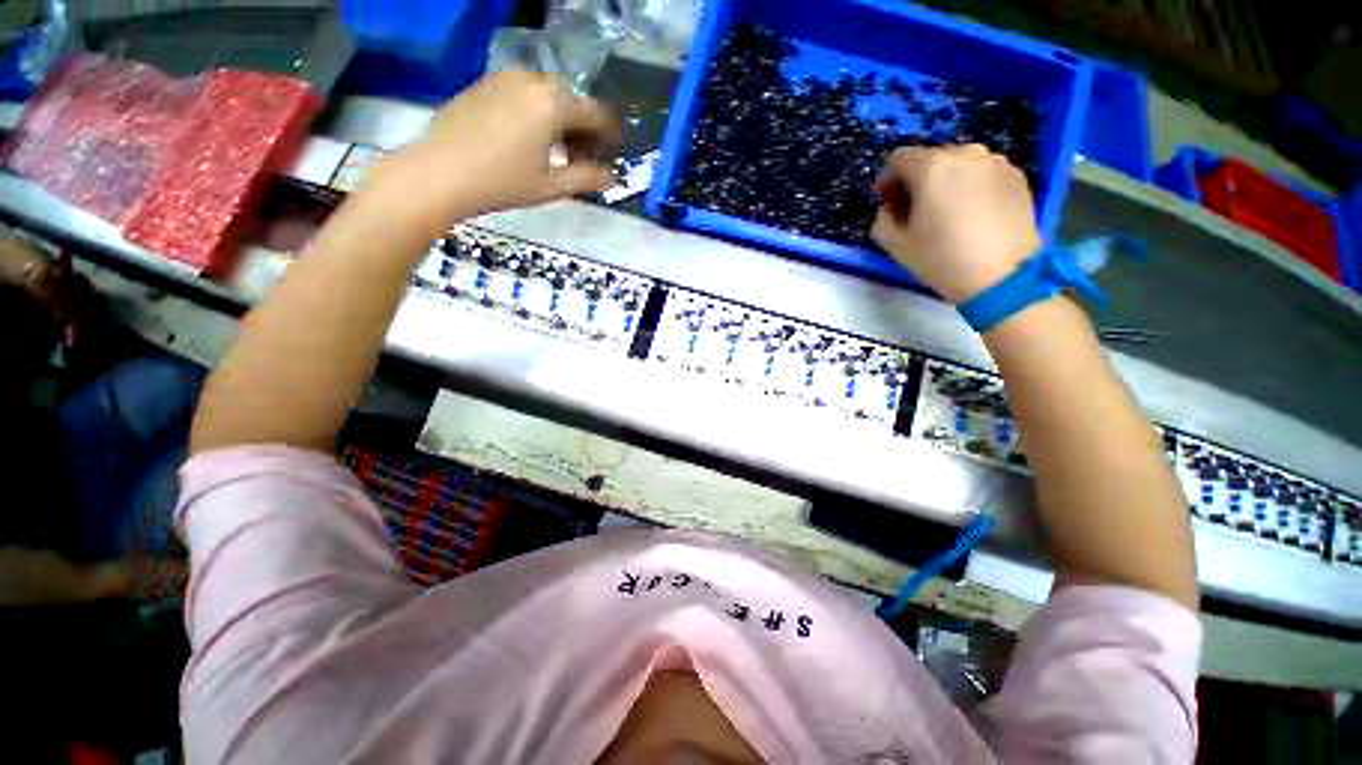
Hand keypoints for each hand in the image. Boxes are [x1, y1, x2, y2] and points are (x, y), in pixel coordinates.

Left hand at [366, 70, 621, 235]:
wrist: (438, 173)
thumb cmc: (501, 183)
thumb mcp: (551, 187)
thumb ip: (587, 179)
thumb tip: (612, 178)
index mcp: (553, 104)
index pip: (596, 113)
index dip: (610, 134)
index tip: (614, 151)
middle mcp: (532, 81)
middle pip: (572, 100)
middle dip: (584, 128)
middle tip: (582, 158)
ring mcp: (505, 78)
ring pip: (548, 94)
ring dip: (561, 119)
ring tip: (556, 152)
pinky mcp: (486, 83)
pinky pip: (524, 92)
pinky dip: (537, 112)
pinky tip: (530, 140)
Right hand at [872, 145, 1041, 303]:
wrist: (1003, 277)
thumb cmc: (942, 259)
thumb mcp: (896, 245)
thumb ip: (882, 220)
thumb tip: (888, 210)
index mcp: (932, 167)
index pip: (898, 158)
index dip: (885, 179)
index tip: (885, 202)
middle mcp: (966, 153)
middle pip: (930, 159)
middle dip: (915, 181)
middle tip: (913, 210)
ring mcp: (996, 162)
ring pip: (958, 165)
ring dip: (944, 183)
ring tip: (944, 213)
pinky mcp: (1017, 175)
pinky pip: (982, 174)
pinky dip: (970, 187)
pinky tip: (970, 215)